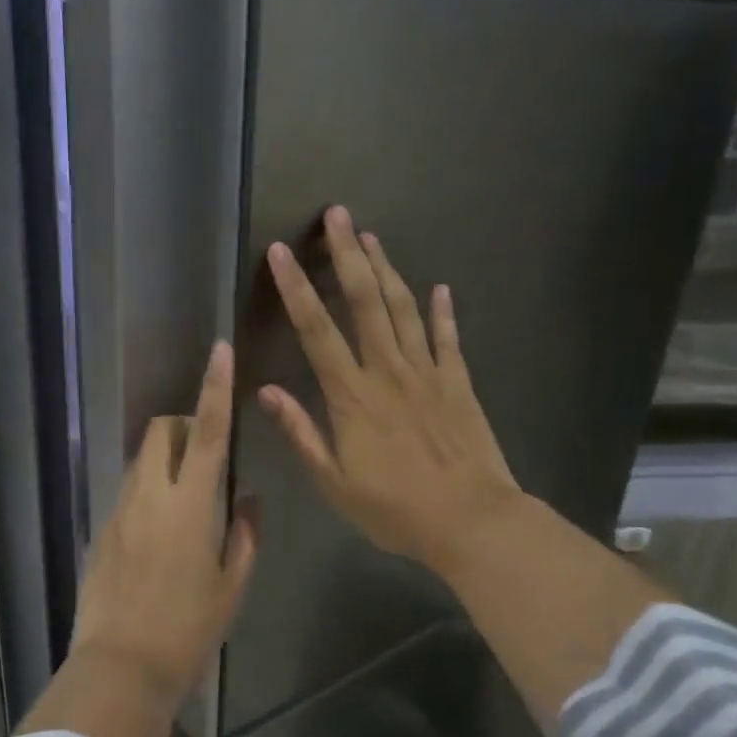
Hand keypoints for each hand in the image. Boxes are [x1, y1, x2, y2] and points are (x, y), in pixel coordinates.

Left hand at [67, 340, 257, 712]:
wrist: (120, 667)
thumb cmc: (187, 630)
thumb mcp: (231, 586)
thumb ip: (244, 536)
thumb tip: (247, 500)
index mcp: (189, 505)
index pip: (207, 432)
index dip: (214, 388)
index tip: (218, 350)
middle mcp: (149, 496)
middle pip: (161, 432)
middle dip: (183, 425)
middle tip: (205, 455)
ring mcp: (119, 511)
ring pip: (141, 462)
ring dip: (165, 461)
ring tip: (186, 502)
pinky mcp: (101, 531)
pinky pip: (128, 493)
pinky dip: (148, 492)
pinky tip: (159, 536)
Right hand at [260, 206, 522, 579]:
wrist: (471, 521)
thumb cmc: (395, 508)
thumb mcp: (334, 482)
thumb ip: (301, 432)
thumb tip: (265, 390)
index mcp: (352, 396)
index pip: (316, 330)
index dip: (296, 288)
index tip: (279, 252)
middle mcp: (389, 371)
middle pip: (364, 301)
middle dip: (348, 254)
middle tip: (337, 215)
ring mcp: (428, 373)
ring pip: (404, 309)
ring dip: (386, 269)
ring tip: (371, 236)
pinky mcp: (459, 383)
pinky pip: (449, 339)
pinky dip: (444, 311)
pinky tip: (440, 287)